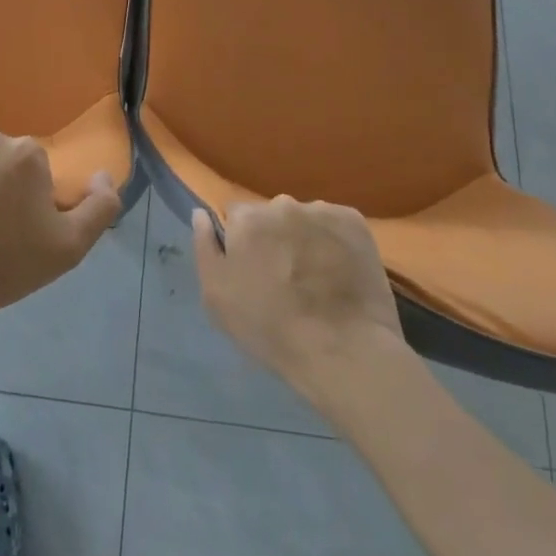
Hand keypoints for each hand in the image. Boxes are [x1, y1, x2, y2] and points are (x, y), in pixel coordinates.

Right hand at [193, 197, 406, 394]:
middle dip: (274, 238)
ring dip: (304, 238)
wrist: (344, 352)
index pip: (235, 217)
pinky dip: (334, 241)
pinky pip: (335, 225)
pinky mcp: (355, 223)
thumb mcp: (217, 297)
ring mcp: (322, 211)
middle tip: (284, 277)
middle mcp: (282, 203)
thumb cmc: (271, 329)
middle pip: (271, 215)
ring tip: (316, 278)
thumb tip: (200, 213)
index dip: (242, 244)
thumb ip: (204, 247)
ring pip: (304, 219)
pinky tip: (339, 271)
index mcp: (246, 218)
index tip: (252, 270)